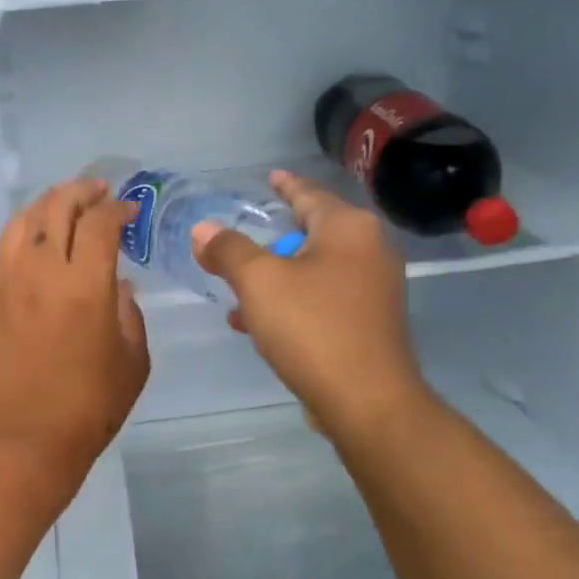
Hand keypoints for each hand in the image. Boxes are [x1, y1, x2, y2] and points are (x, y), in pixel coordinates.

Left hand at [0, 178, 149, 496]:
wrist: (21, 442)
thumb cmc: (88, 407)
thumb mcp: (132, 361)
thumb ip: (128, 311)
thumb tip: (116, 282)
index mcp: (85, 284)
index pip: (101, 222)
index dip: (118, 209)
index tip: (130, 212)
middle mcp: (41, 271)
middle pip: (57, 207)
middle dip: (81, 191)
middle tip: (98, 192)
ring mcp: (5, 283)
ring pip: (22, 222)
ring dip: (46, 205)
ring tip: (62, 208)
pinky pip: (2, 253)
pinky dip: (22, 238)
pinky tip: (32, 247)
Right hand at [193, 171, 425, 436]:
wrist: (367, 400)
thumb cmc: (312, 327)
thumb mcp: (258, 282)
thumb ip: (228, 250)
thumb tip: (204, 229)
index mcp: (348, 228)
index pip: (309, 193)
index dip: (285, 185)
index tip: (270, 178)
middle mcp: (370, 251)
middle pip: (313, 232)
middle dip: (273, 238)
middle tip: (242, 237)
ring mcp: (374, 290)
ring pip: (314, 270)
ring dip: (276, 276)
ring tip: (237, 287)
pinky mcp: (369, 323)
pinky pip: (322, 299)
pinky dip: (292, 301)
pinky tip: (257, 322)